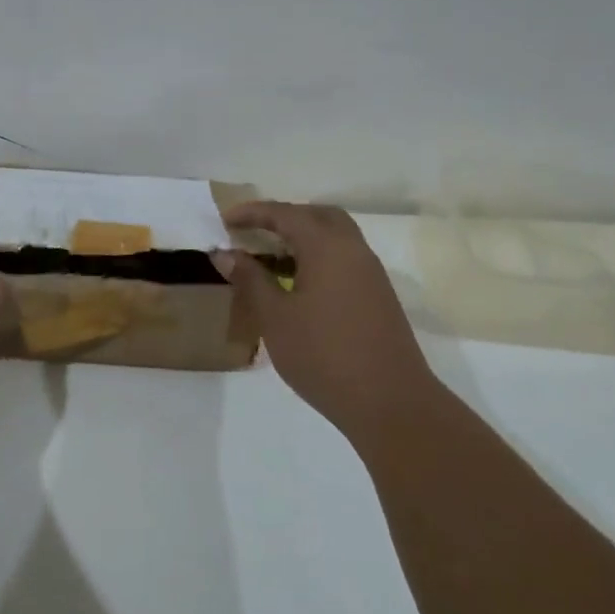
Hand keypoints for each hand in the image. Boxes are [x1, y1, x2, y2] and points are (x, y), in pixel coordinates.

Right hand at [219, 201, 444, 446]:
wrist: (389, 401)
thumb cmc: (323, 355)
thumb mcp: (275, 317)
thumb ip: (250, 279)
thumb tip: (225, 252)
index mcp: (327, 247)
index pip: (285, 214)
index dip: (253, 213)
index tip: (225, 220)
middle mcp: (353, 250)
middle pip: (318, 216)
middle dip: (283, 217)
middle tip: (253, 233)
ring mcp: (371, 273)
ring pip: (335, 237)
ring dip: (303, 237)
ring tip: (270, 258)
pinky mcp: (378, 296)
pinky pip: (344, 259)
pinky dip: (318, 257)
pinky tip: (299, 285)